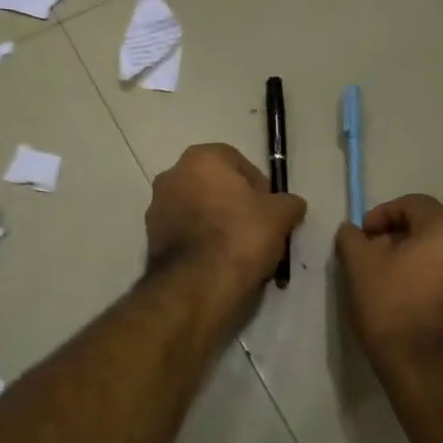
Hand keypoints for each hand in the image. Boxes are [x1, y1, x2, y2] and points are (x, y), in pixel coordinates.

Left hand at [146, 144, 305, 288]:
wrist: (198, 284)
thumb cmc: (241, 235)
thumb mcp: (280, 215)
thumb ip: (288, 203)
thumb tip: (291, 204)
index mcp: (201, 158)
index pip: (238, 162)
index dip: (259, 186)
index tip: (270, 209)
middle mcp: (172, 175)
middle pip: (214, 186)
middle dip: (235, 204)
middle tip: (257, 228)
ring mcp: (156, 208)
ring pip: (198, 210)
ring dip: (217, 223)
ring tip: (240, 250)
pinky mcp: (150, 239)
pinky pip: (185, 233)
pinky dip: (201, 242)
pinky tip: (219, 263)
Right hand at [336, 194, 442, 369]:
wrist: (433, 373)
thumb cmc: (394, 310)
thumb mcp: (359, 269)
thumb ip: (353, 239)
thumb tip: (352, 230)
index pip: (413, 204)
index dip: (382, 214)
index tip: (363, 237)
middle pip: (432, 228)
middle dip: (400, 238)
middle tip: (374, 259)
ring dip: (419, 261)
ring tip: (393, 284)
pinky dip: (436, 283)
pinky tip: (415, 305)